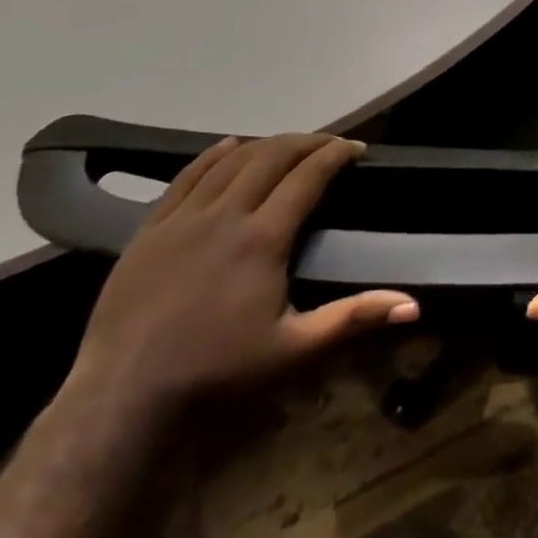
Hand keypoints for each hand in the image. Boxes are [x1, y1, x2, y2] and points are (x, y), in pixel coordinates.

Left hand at [70, 133, 417, 421]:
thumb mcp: (296, 349)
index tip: (355, 148)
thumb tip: (414, 306)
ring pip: (230, 161)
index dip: (335, 155)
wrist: (123, 395)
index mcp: (263, 239)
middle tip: (329, 143)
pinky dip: (213, 154)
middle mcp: (224, 215)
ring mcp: (182, 218)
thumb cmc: (218, 370)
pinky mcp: (150, 229)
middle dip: (305, 142)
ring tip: (288, 144)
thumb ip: (354, 317)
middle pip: (271, 158)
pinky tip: (228, 146)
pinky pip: (186, 176)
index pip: (307, 177)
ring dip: (265, 144)